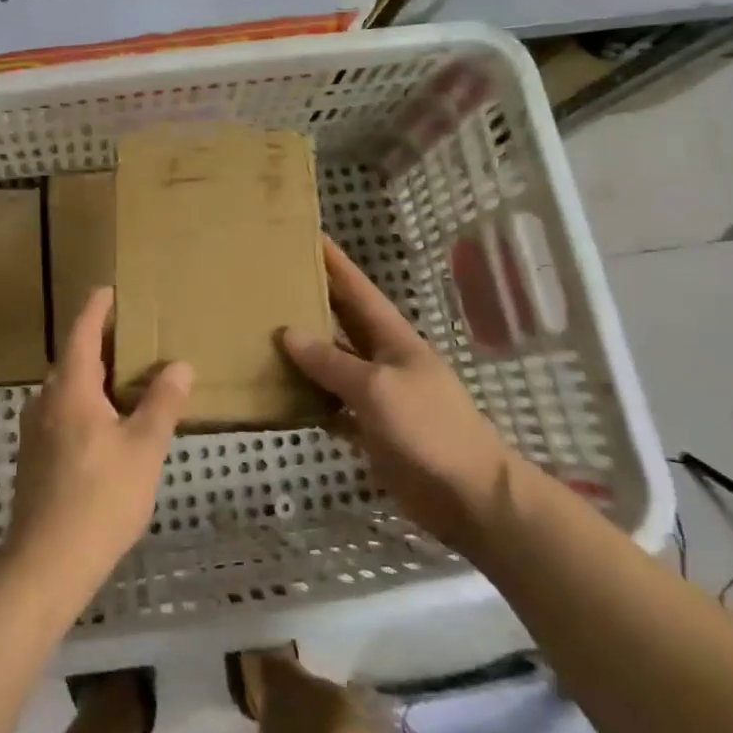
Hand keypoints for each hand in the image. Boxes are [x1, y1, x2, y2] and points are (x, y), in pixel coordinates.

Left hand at [2, 287, 191, 610]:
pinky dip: (86, 402)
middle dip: (101, 342)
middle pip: (73, 357)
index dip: (97, 307)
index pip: (81, 330)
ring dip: (94, 375)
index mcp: (70, 388)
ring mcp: (35, 429)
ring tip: (128, 379)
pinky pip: (63, 411)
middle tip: (136, 336)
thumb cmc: (100, 499)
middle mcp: (46, 400)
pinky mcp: (34, 456)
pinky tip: (109, 424)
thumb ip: (162, 403)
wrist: (45, 564)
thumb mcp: (144, 449)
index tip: (113, 290)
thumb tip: (180, 364)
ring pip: (67, 387)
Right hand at [281, 238, 513, 548]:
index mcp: (392, 338)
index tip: (308, 234)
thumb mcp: (377, 387)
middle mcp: (382, 359)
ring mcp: (377, 395)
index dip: (335, 262)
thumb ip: (331, 361)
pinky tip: (280, 395)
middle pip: (341, 322)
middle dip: (312, 300)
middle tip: (271, 281)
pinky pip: (332, 406)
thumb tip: (288, 333)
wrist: (469, 497)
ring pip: (332, 364)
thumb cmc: (428, 428)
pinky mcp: (370, 429)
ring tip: (262, 333)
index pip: (357, 289)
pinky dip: (309, 400)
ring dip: (303, 352)